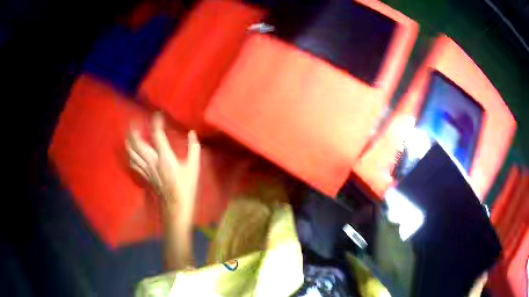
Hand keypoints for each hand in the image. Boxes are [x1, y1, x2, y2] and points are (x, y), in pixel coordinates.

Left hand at [126, 113, 200, 216]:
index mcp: (165, 157)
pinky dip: (130, 156)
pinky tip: (130, 153)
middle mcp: (152, 161)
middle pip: (138, 143)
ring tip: (129, 134)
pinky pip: (133, 163)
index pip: (157, 134)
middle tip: (134, 122)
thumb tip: (192, 133)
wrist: (175, 206)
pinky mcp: (144, 175)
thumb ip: (193, 148)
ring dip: (129, 142)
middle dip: (134, 131)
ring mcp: (146, 169)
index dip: (156, 122)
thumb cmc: (186, 187)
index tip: (158, 114)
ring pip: (133, 153)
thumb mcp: (194, 167)